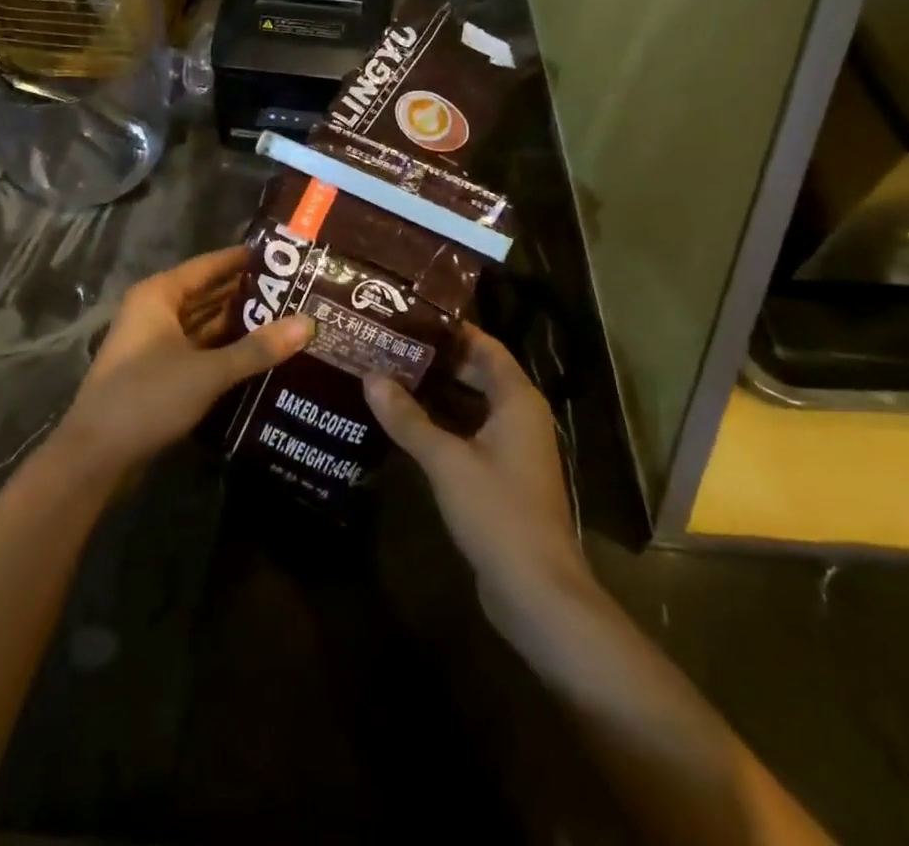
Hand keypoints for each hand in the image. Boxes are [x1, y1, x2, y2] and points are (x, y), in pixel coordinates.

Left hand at [57, 247, 313, 476]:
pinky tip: (258, 356)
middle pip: (207, 294)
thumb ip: (258, 348)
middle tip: (295, 293)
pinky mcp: (157, 372)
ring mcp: (154, 343)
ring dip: (237, 326)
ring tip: (285, 321)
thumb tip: (308, 323)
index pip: (209, 265)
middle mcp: (154, 311)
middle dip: (247, 296)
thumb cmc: (148, 397)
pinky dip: (223, 350)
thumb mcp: (208, 371)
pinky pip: (197, 350)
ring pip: (203, 325)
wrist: (95, 455)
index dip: (244, 260)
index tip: (283, 257)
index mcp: (159, 295)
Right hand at [363, 325, 587, 637]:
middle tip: (388, 344)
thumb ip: (407, 418)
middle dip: (435, 360)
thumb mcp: (445, 460)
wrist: (537, 592)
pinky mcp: (501, 476)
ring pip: (470, 405)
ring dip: (435, 392)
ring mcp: (512, 448)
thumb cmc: (498, 512)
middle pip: (476, 373)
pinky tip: (404, 422)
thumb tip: (370, 377)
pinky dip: (441, 423)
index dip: (450, 330)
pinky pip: (468, 433)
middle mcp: (519, 416)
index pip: (484, 345)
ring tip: (388, 375)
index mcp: (517, 399)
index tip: (409, 316)